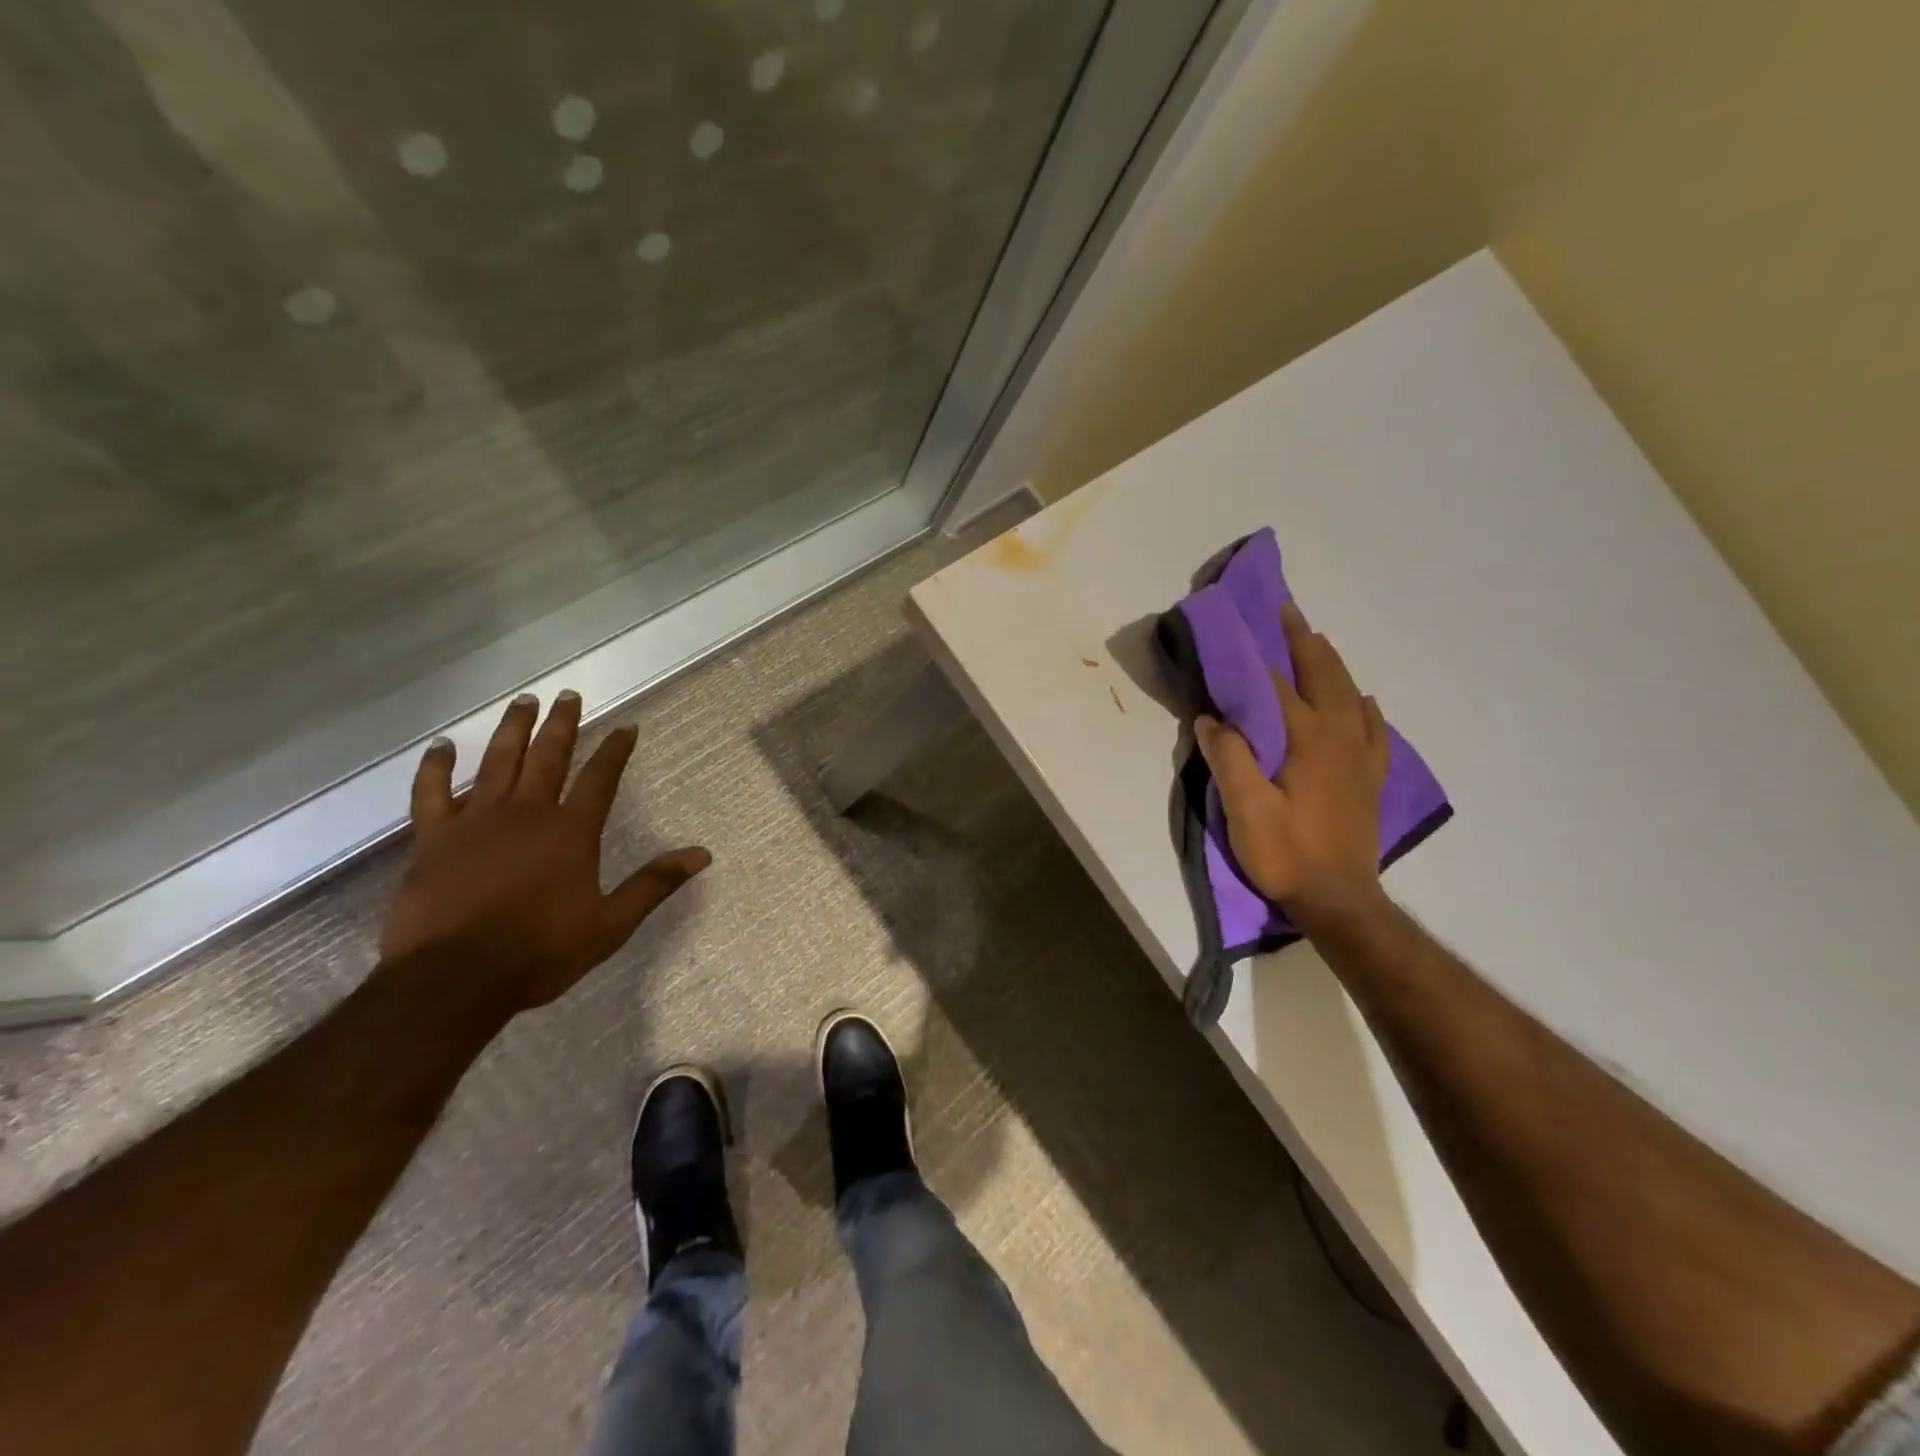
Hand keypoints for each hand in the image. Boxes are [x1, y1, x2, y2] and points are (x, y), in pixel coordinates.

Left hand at [379, 691, 709, 1010]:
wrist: (453, 980)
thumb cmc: (539, 953)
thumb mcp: (610, 924)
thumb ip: (653, 884)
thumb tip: (701, 855)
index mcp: (571, 832)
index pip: (600, 779)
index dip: (615, 751)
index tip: (626, 727)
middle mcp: (527, 814)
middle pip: (548, 756)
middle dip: (561, 724)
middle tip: (569, 694)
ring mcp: (476, 822)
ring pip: (497, 762)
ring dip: (512, 729)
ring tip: (523, 701)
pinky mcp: (433, 839)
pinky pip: (431, 793)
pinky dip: (435, 767)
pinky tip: (441, 746)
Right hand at [1195, 603, 1390, 930]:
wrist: (1339, 899)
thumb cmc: (1286, 853)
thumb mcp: (1245, 809)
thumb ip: (1229, 758)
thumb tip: (1211, 718)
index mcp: (1308, 740)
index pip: (1278, 687)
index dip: (1258, 657)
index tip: (1245, 626)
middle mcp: (1340, 738)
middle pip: (1323, 677)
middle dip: (1304, 643)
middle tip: (1288, 613)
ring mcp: (1361, 757)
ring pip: (1350, 695)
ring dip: (1332, 665)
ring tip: (1317, 643)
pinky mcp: (1370, 778)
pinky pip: (1373, 729)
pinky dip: (1364, 707)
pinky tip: (1361, 700)